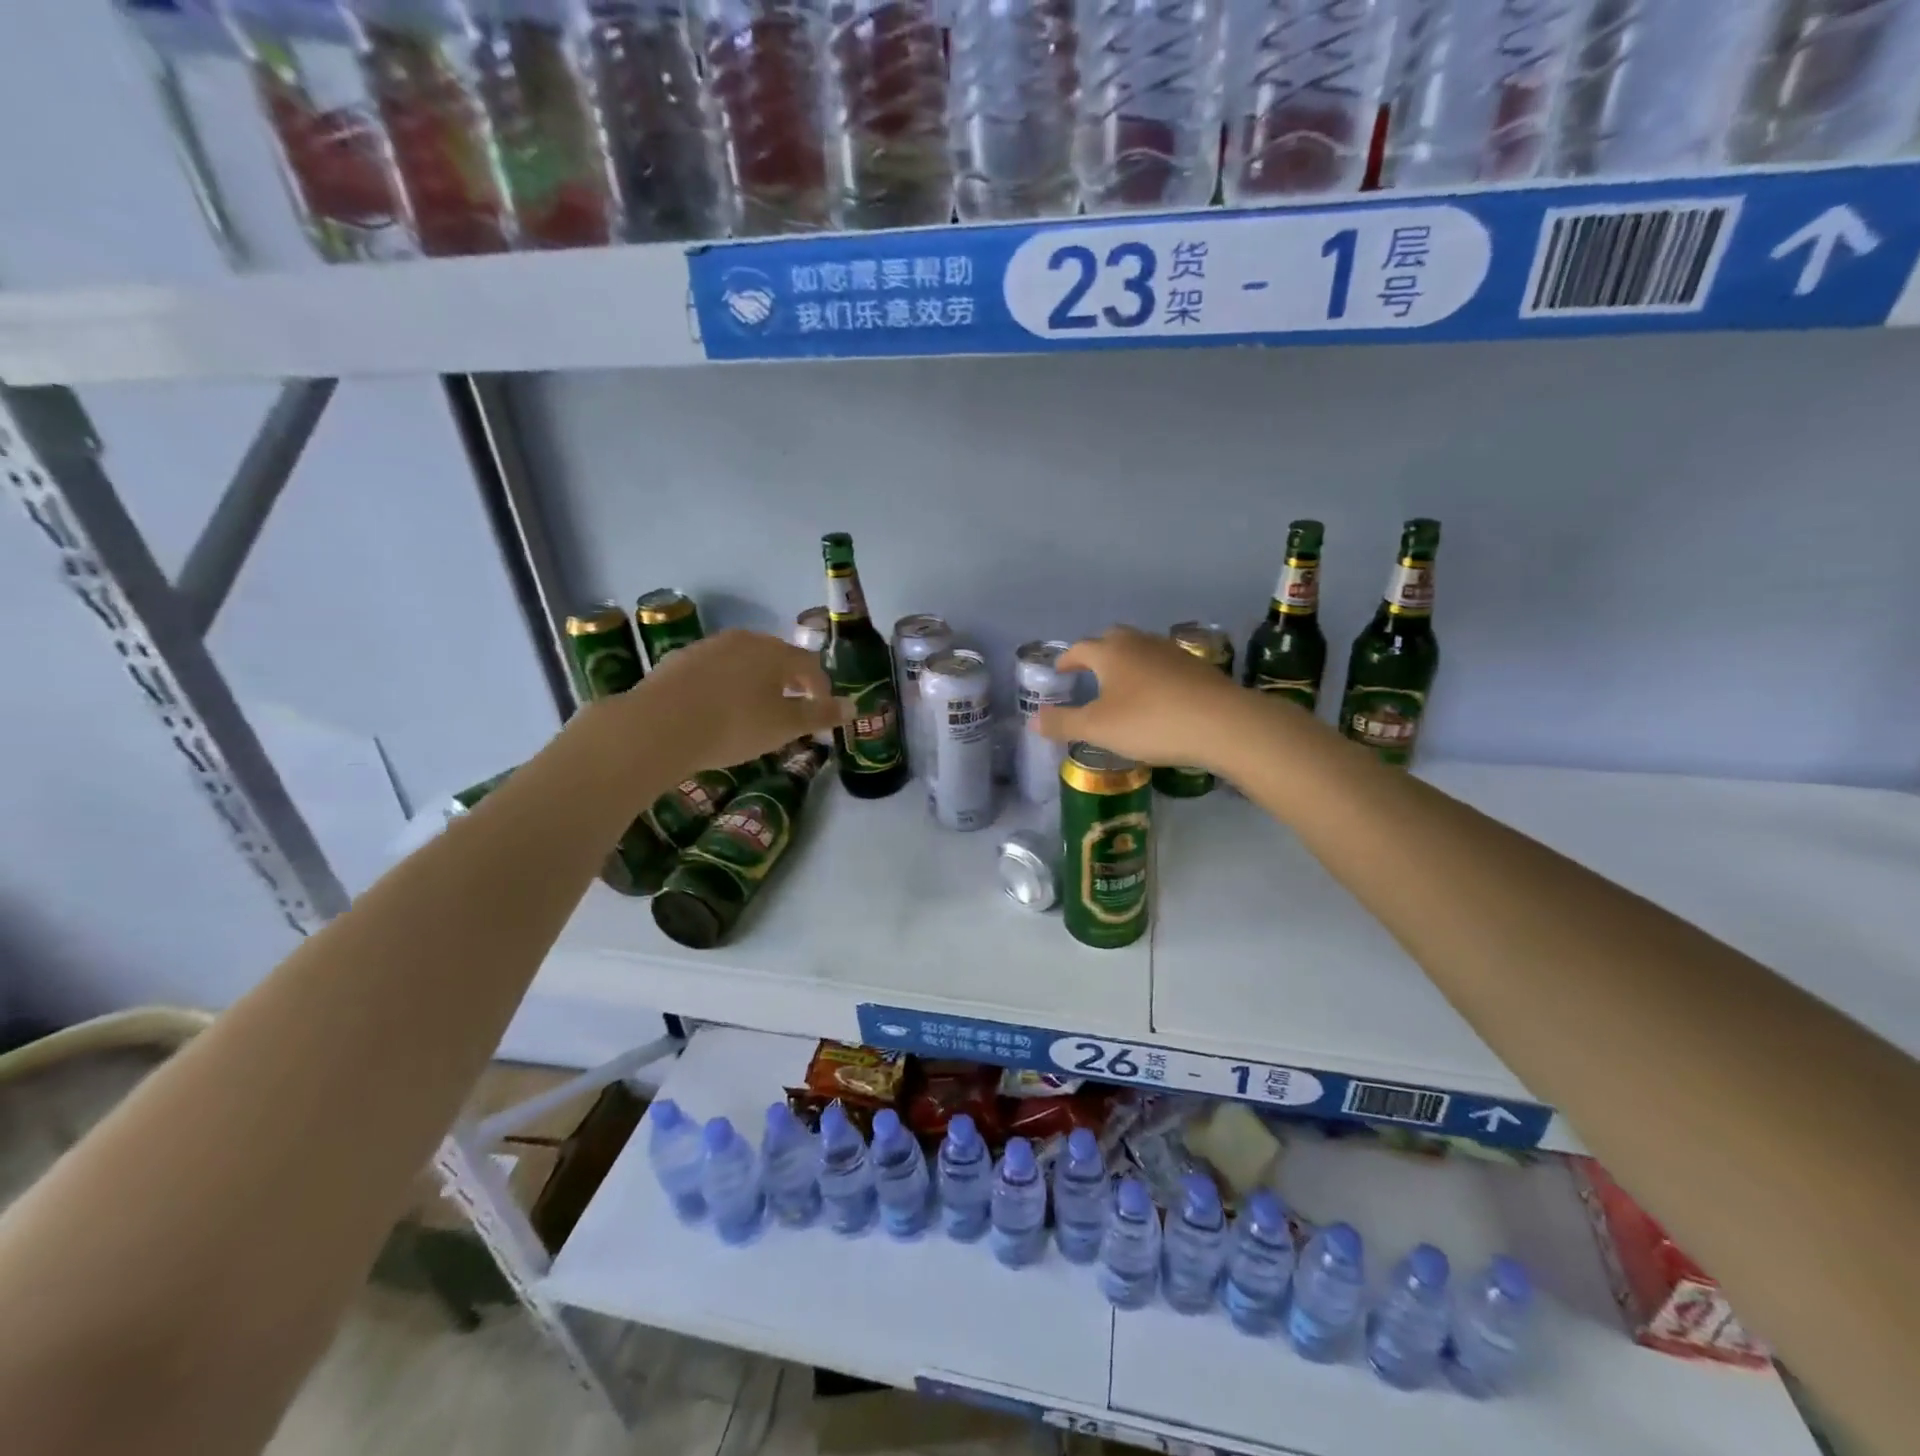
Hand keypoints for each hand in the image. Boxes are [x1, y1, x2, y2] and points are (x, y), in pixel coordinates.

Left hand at [621, 629, 849, 774]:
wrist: (658, 726)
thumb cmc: (733, 725)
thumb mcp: (784, 727)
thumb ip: (820, 715)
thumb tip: (854, 706)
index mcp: (775, 652)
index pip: (809, 665)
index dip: (820, 689)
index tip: (820, 713)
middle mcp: (744, 640)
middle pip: (776, 658)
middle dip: (788, 682)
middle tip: (790, 710)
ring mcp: (708, 647)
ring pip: (743, 662)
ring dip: (755, 683)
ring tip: (754, 711)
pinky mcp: (678, 660)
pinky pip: (714, 670)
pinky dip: (725, 686)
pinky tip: (717, 709)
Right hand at [1032, 626, 1244, 769]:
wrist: (1222, 724)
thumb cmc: (1150, 722)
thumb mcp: (1098, 729)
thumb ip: (1063, 723)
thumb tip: (1032, 719)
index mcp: (1111, 652)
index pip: (1080, 648)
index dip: (1066, 661)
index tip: (1059, 673)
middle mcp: (1139, 643)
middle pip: (1112, 639)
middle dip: (1097, 653)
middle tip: (1089, 673)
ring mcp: (1172, 652)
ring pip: (1141, 649)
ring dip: (1126, 662)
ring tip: (1121, 685)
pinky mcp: (1197, 667)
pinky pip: (1164, 664)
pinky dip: (1152, 674)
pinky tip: (1156, 696)